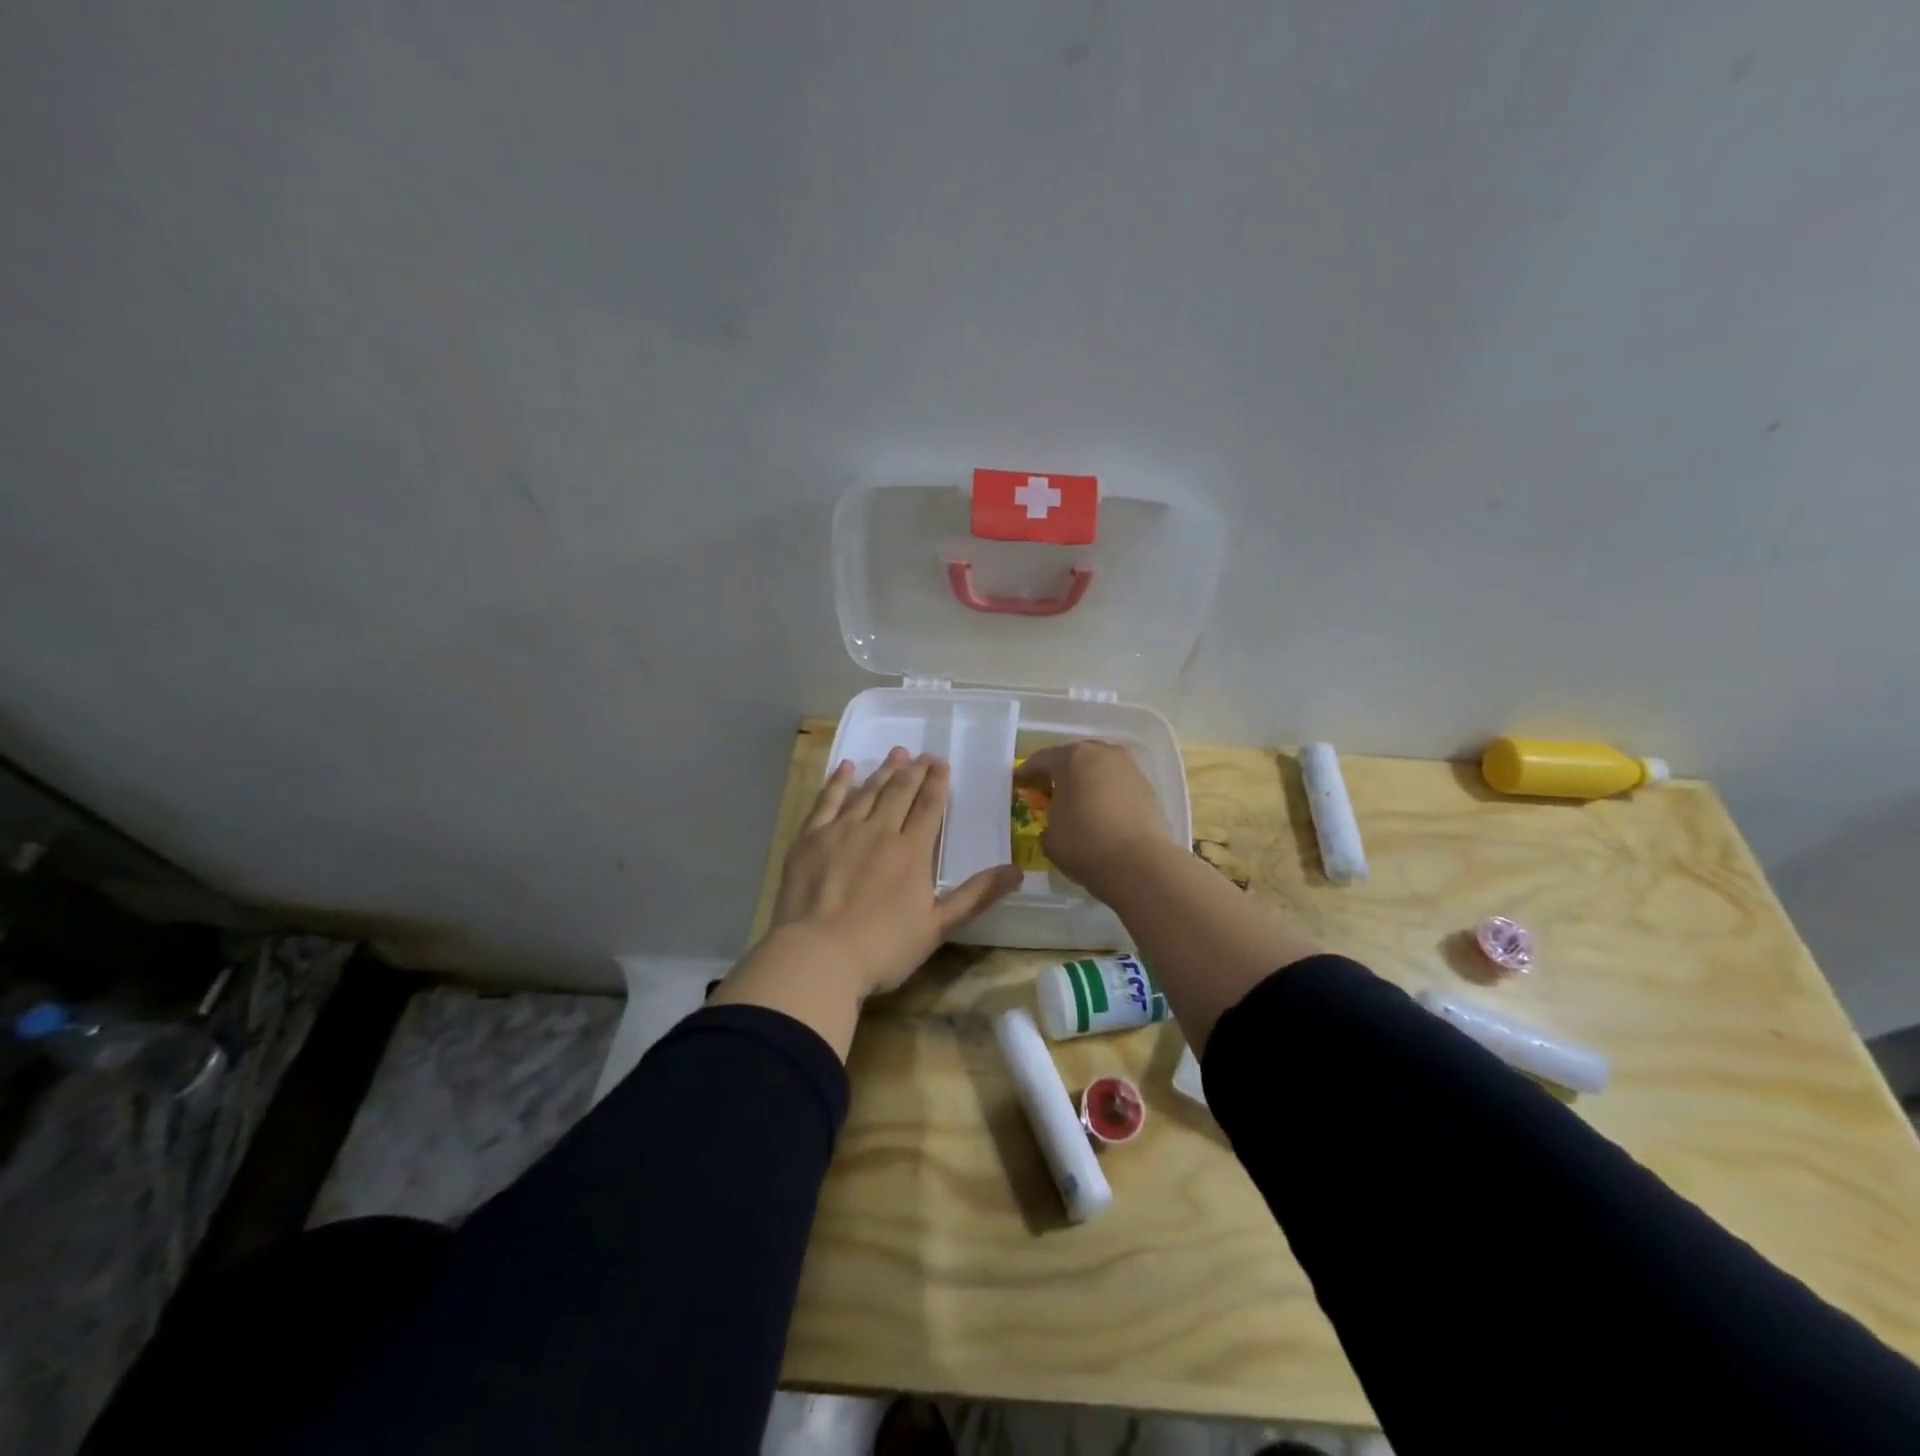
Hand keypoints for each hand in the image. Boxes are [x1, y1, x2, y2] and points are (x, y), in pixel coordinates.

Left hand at [770, 747, 1022, 997]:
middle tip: (923, 755)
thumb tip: (1017, 871)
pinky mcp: (810, 838)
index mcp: (912, 851)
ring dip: (884, 771)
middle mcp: (879, 831)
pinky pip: (827, 801)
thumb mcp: (937, 927)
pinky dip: (838, 782)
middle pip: (900, 792)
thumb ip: (976, 896)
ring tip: (896, 754)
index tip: (942, 763)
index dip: (937, 783)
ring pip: (867, 792)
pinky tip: (846, 768)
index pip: (929, 807)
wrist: (818, 956)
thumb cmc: (882, 948)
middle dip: (914, 771)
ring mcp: (842, 831)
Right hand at [1014, 741, 1169, 895]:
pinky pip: (1117, 784)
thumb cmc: (1084, 844)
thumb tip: (1055, 822)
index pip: (1041, 760)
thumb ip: (1047, 820)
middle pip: (1074, 758)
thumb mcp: (1049, 836)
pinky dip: (1106, 793)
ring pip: (1099, 769)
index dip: (1026, 774)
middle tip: (1047, 792)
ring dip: (1086, 781)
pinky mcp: (1148, 787)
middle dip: (1059, 773)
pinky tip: (1101, 813)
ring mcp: (1128, 768)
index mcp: (1071, 758)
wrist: (1139, 863)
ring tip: (1077, 803)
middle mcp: (1102, 753)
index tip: (1018, 785)